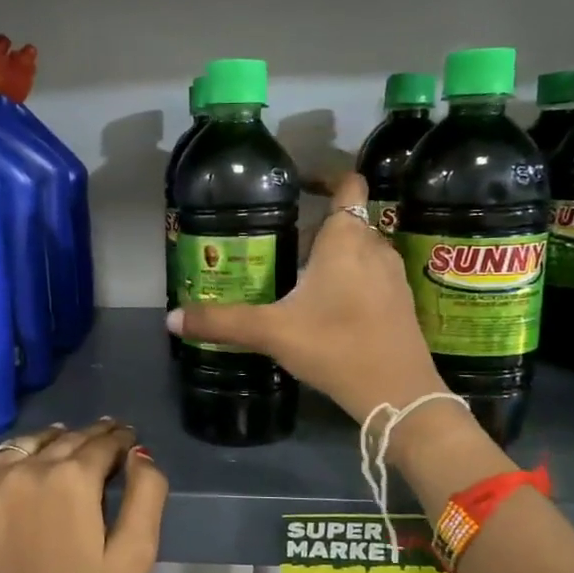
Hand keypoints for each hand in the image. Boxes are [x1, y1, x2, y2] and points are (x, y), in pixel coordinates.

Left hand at [0, 419, 166, 572]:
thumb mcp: (135, 557)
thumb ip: (146, 496)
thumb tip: (139, 454)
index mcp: (74, 479)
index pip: (104, 443)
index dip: (121, 440)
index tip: (129, 440)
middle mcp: (28, 468)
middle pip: (66, 439)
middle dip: (91, 438)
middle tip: (106, 441)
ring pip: (26, 443)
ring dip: (50, 442)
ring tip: (63, 449)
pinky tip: (12, 470)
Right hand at [168, 172, 444, 423]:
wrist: (398, 395)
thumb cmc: (336, 347)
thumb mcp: (272, 333)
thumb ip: (222, 323)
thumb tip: (172, 319)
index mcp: (346, 239)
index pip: (348, 184)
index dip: (326, 177)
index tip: (298, 186)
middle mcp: (375, 247)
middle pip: (346, 221)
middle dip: (314, 229)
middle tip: (278, 246)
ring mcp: (393, 276)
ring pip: (359, 250)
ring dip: (331, 256)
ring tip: (297, 278)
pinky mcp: (401, 303)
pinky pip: (371, 276)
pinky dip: (349, 280)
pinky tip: (325, 309)